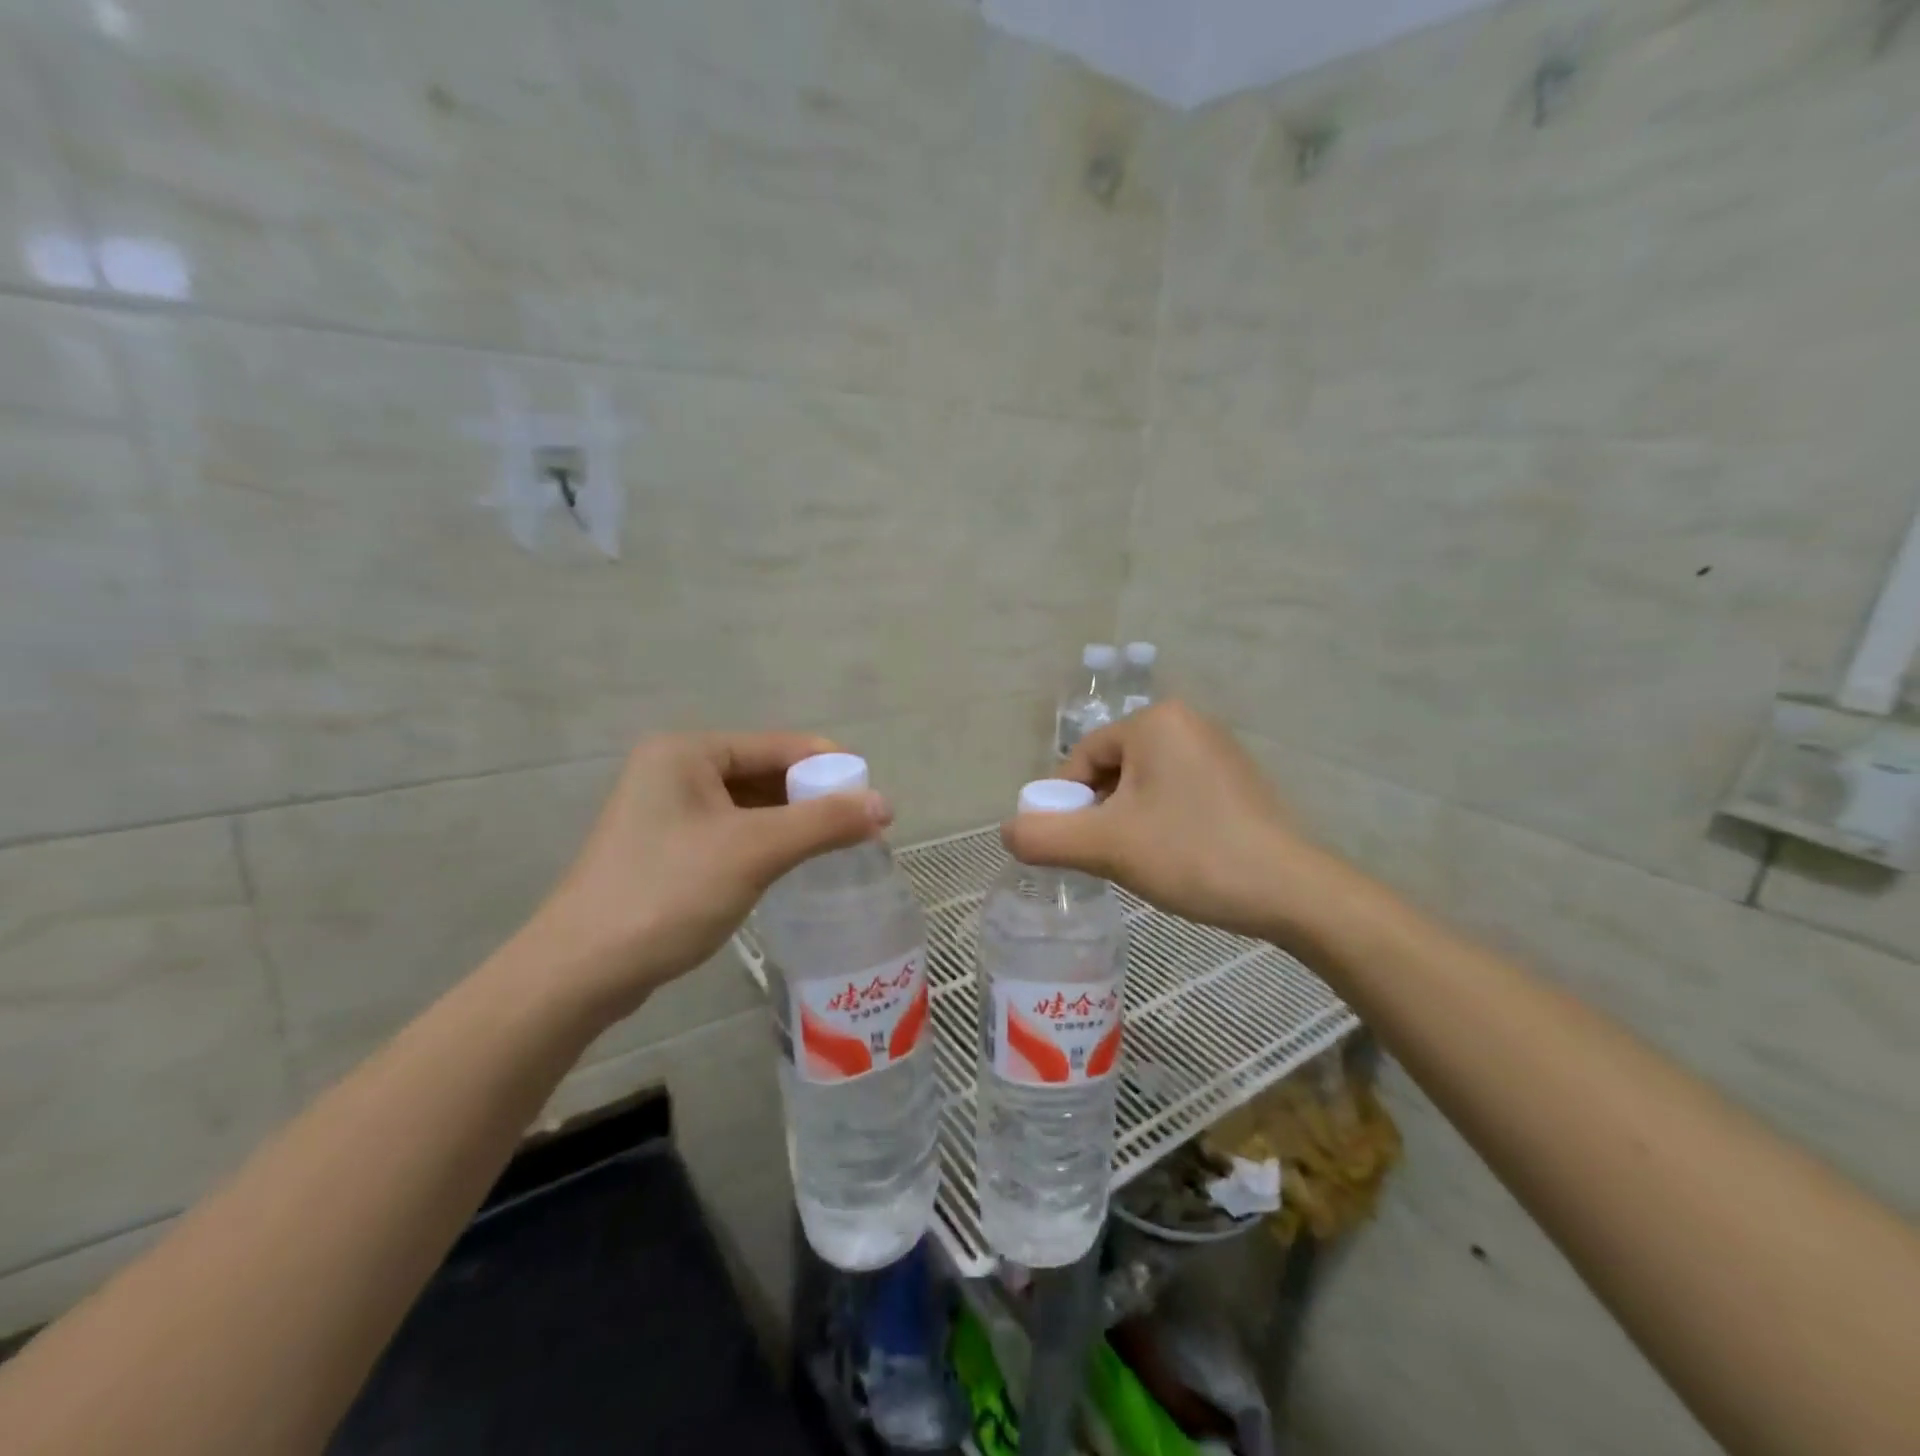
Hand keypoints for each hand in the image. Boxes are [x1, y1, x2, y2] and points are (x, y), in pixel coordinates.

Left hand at [520, 732, 891, 1017]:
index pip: (778, 746)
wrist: (581, 972)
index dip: (830, 767)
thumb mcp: (755, 851)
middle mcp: (674, 770)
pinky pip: (732, 833)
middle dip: (812, 799)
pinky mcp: (667, 849)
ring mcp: (667, 812)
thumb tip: (885, 804)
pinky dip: (766, 844)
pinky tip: (793, 865)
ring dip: (793, 824)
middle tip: (860, 828)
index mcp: (688, 752)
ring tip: (838, 847)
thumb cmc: (669, 893)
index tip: (874, 796)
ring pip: (750, 807)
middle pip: (764, 774)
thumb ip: (823, 823)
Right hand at [1002, 702, 1341, 942]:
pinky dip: (1163, 820)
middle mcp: (1188, 722)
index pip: (1083, 758)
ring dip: (1129, 820)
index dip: (1067, 804)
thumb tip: (1007, 832)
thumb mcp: (1106, 847)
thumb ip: (1045, 837)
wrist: (1293, 891)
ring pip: (1145, 784)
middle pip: (1113, 769)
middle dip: (1100, 813)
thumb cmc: (1192, 854)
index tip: (1071, 845)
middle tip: (1107, 858)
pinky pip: (1178, 792)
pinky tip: (1176, 856)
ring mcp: (1219, 749)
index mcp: (1154, 722)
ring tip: (1142, 862)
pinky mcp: (1238, 779)